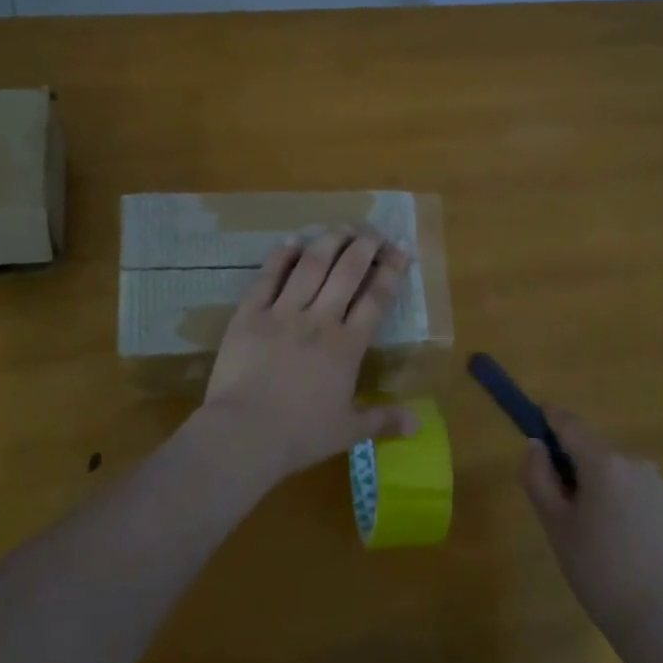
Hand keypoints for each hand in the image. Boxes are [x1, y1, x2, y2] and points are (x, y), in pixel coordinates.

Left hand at [201, 228, 414, 484]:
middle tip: (374, 231)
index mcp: (347, 346)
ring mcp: (282, 313)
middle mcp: (319, 320)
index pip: (376, 299)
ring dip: (328, 242)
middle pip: (346, 272)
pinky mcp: (249, 315)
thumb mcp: (348, 431)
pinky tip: (292, 241)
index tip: (401, 248)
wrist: (243, 434)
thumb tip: (419, 423)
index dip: (391, 271)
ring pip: (310, 266)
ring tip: (341, 227)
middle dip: (364, 246)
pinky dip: (281, 257)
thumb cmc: (300, 435)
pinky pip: (267, 277)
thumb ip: (383, 420)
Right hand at [524, 408, 662, 638]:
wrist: (658, 617)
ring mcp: (660, 484)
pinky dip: (625, 502)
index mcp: (603, 462)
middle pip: (595, 450)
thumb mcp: (554, 523)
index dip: (551, 417)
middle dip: (576, 463)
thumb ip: (538, 476)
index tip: (538, 415)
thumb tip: (536, 445)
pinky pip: (639, 492)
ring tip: (594, 527)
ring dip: (602, 484)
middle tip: (561, 500)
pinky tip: (623, 540)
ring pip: (618, 472)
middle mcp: (635, 462)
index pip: (570, 425)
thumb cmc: (596, 568)